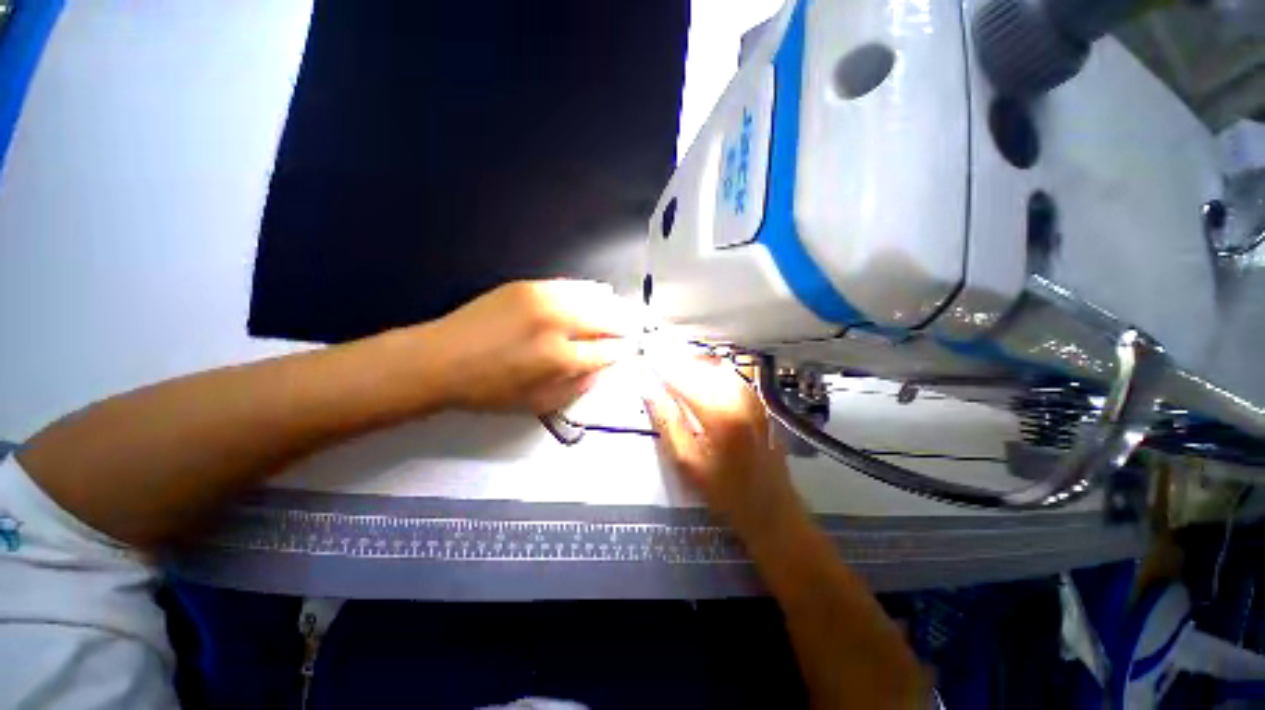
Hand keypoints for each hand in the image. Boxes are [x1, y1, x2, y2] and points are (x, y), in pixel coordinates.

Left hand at [427, 280, 638, 413]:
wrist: (442, 359)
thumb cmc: (490, 390)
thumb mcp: (538, 403)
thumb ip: (579, 386)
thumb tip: (605, 367)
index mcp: (560, 358)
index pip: (607, 350)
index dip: (621, 351)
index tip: (628, 351)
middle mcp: (557, 323)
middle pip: (606, 319)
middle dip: (624, 326)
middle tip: (634, 330)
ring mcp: (543, 299)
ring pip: (594, 297)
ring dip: (612, 307)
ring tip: (622, 313)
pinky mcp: (529, 285)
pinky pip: (572, 285)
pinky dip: (590, 291)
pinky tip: (600, 293)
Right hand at [642, 354, 802, 535]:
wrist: (771, 507)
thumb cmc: (724, 491)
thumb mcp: (687, 462)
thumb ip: (667, 421)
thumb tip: (649, 390)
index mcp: (718, 412)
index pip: (682, 377)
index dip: (661, 364)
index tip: (645, 355)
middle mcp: (737, 396)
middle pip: (700, 366)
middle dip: (676, 359)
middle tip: (655, 356)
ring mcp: (751, 397)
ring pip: (715, 367)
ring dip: (691, 363)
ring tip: (671, 364)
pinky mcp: (756, 401)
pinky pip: (728, 375)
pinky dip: (708, 370)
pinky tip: (697, 375)